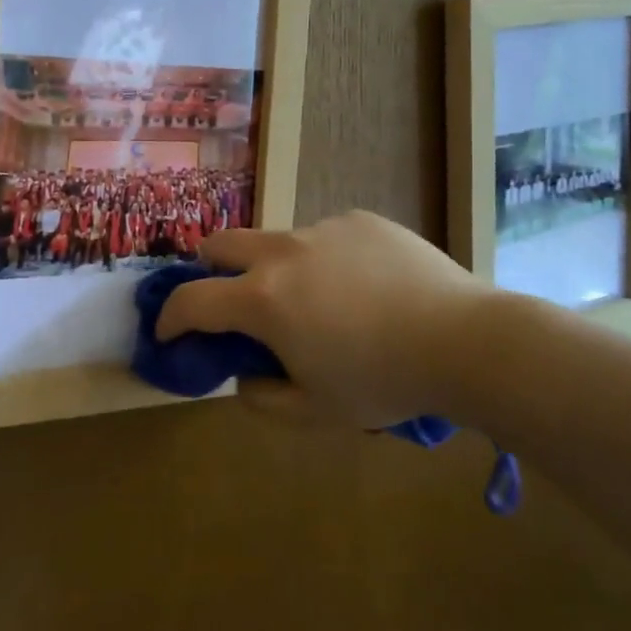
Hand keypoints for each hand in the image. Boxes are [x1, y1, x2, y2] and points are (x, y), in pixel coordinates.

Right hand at [158, 212, 495, 429]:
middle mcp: (282, 252)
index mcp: (262, 298)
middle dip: (207, 270)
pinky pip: (325, 237)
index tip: (167, 333)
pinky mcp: (359, 220)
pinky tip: (363, 288)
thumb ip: (262, 397)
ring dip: (274, 269)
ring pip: (276, 241)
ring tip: (318, 303)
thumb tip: (244, 375)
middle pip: (220, 244)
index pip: (191, 300)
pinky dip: (324, 261)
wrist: (464, 340)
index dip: (169, 318)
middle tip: (226, 300)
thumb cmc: (382, 381)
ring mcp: (322, 229)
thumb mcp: (315, 411)